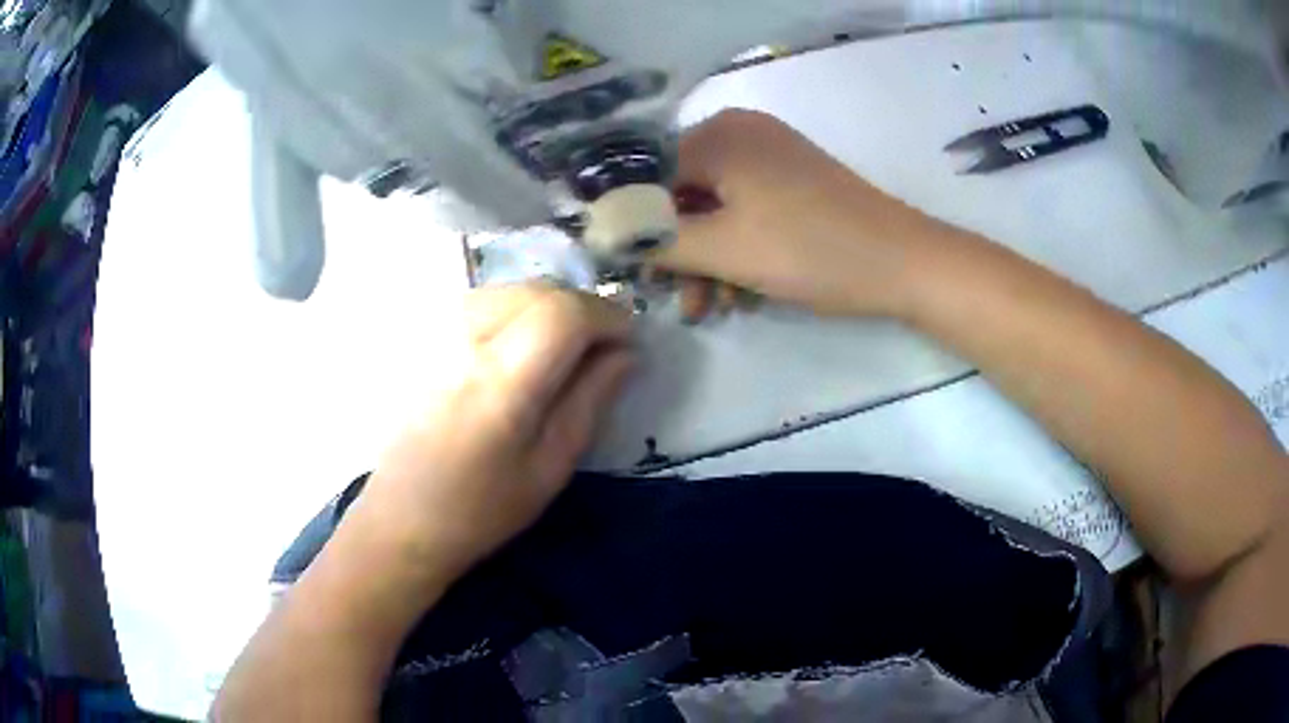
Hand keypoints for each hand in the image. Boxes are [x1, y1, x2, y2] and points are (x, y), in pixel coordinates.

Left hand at [346, 283, 634, 585]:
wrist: (399, 519)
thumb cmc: (480, 509)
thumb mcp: (550, 467)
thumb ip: (591, 400)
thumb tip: (627, 352)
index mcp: (500, 382)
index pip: (565, 313)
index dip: (607, 316)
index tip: (629, 340)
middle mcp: (462, 340)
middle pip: (538, 290)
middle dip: (581, 308)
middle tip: (600, 345)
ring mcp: (434, 332)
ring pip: (509, 289)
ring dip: (548, 307)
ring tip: (562, 347)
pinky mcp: (419, 336)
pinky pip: (481, 299)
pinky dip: (514, 310)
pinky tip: (518, 346)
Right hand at [653, 109, 943, 317]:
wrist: (904, 262)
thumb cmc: (811, 250)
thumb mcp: (723, 250)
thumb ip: (656, 240)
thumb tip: (604, 234)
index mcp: (718, 134)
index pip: (646, 173)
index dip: (631, 222)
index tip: (628, 268)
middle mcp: (740, 133)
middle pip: (680, 192)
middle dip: (677, 250)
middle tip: (677, 298)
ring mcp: (770, 156)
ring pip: (713, 207)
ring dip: (706, 259)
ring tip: (712, 307)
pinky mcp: (792, 181)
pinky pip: (745, 209)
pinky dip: (737, 248)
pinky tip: (742, 291)